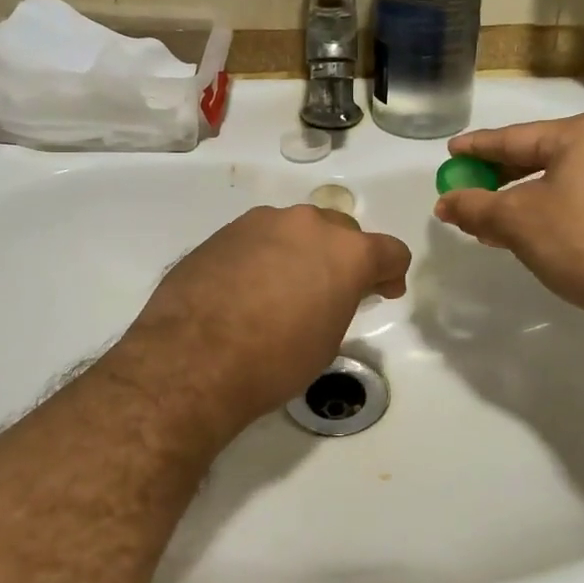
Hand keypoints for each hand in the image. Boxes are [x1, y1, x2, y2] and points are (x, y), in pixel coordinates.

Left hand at [108, 205, 410, 439]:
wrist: (192, 358)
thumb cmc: (274, 360)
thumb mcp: (327, 339)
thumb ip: (341, 301)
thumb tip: (330, 291)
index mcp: (346, 251)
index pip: (389, 250)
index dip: (391, 273)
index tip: (383, 291)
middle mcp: (308, 224)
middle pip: (341, 232)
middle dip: (344, 258)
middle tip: (332, 292)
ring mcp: (262, 222)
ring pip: (296, 230)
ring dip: (301, 252)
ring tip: (283, 290)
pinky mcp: (225, 231)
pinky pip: (259, 238)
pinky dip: (265, 256)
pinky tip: (248, 288)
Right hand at [434, 111, 583, 329]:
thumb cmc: (582, 242)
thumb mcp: (516, 221)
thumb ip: (474, 206)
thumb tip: (444, 203)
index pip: (516, 137)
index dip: (478, 148)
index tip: (452, 152)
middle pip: (542, 155)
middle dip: (501, 177)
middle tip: (469, 190)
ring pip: (566, 178)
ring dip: (527, 197)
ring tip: (495, 220)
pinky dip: (557, 207)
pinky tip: (538, 229)